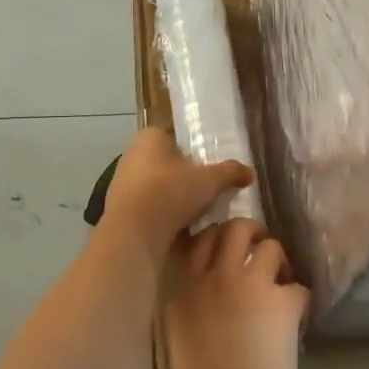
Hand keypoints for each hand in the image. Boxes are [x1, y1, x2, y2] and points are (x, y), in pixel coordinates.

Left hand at [100, 128, 253, 256]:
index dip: (192, 147)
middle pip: (165, 161)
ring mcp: (122, 182)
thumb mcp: (210, 181)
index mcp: (150, 137)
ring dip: (172, 196)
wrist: (133, 233)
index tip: (208, 162)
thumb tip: (249, 172)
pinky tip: (178, 226)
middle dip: (184, 174)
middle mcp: (131, 154)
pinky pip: (147, 206)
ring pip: (155, 185)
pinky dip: (161, 213)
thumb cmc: (170, 193)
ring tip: (197, 210)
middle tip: (207, 187)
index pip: (173, 135)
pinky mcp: (119, 208)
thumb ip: (230, 172)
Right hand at [164, 218, 310, 368]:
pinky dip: (299, 299)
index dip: (215, 238)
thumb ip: (190, 309)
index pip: (198, 238)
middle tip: (259, 250)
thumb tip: (204, 302)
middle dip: (251, 233)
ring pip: (270, 245)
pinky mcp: (282, 299)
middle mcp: (214, 275)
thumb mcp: (179, 338)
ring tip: (281, 282)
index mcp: (184, 288)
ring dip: (278, 261)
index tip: (224, 249)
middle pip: (235, 227)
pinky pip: (298, 286)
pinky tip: (297, 316)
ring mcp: (249, 283)